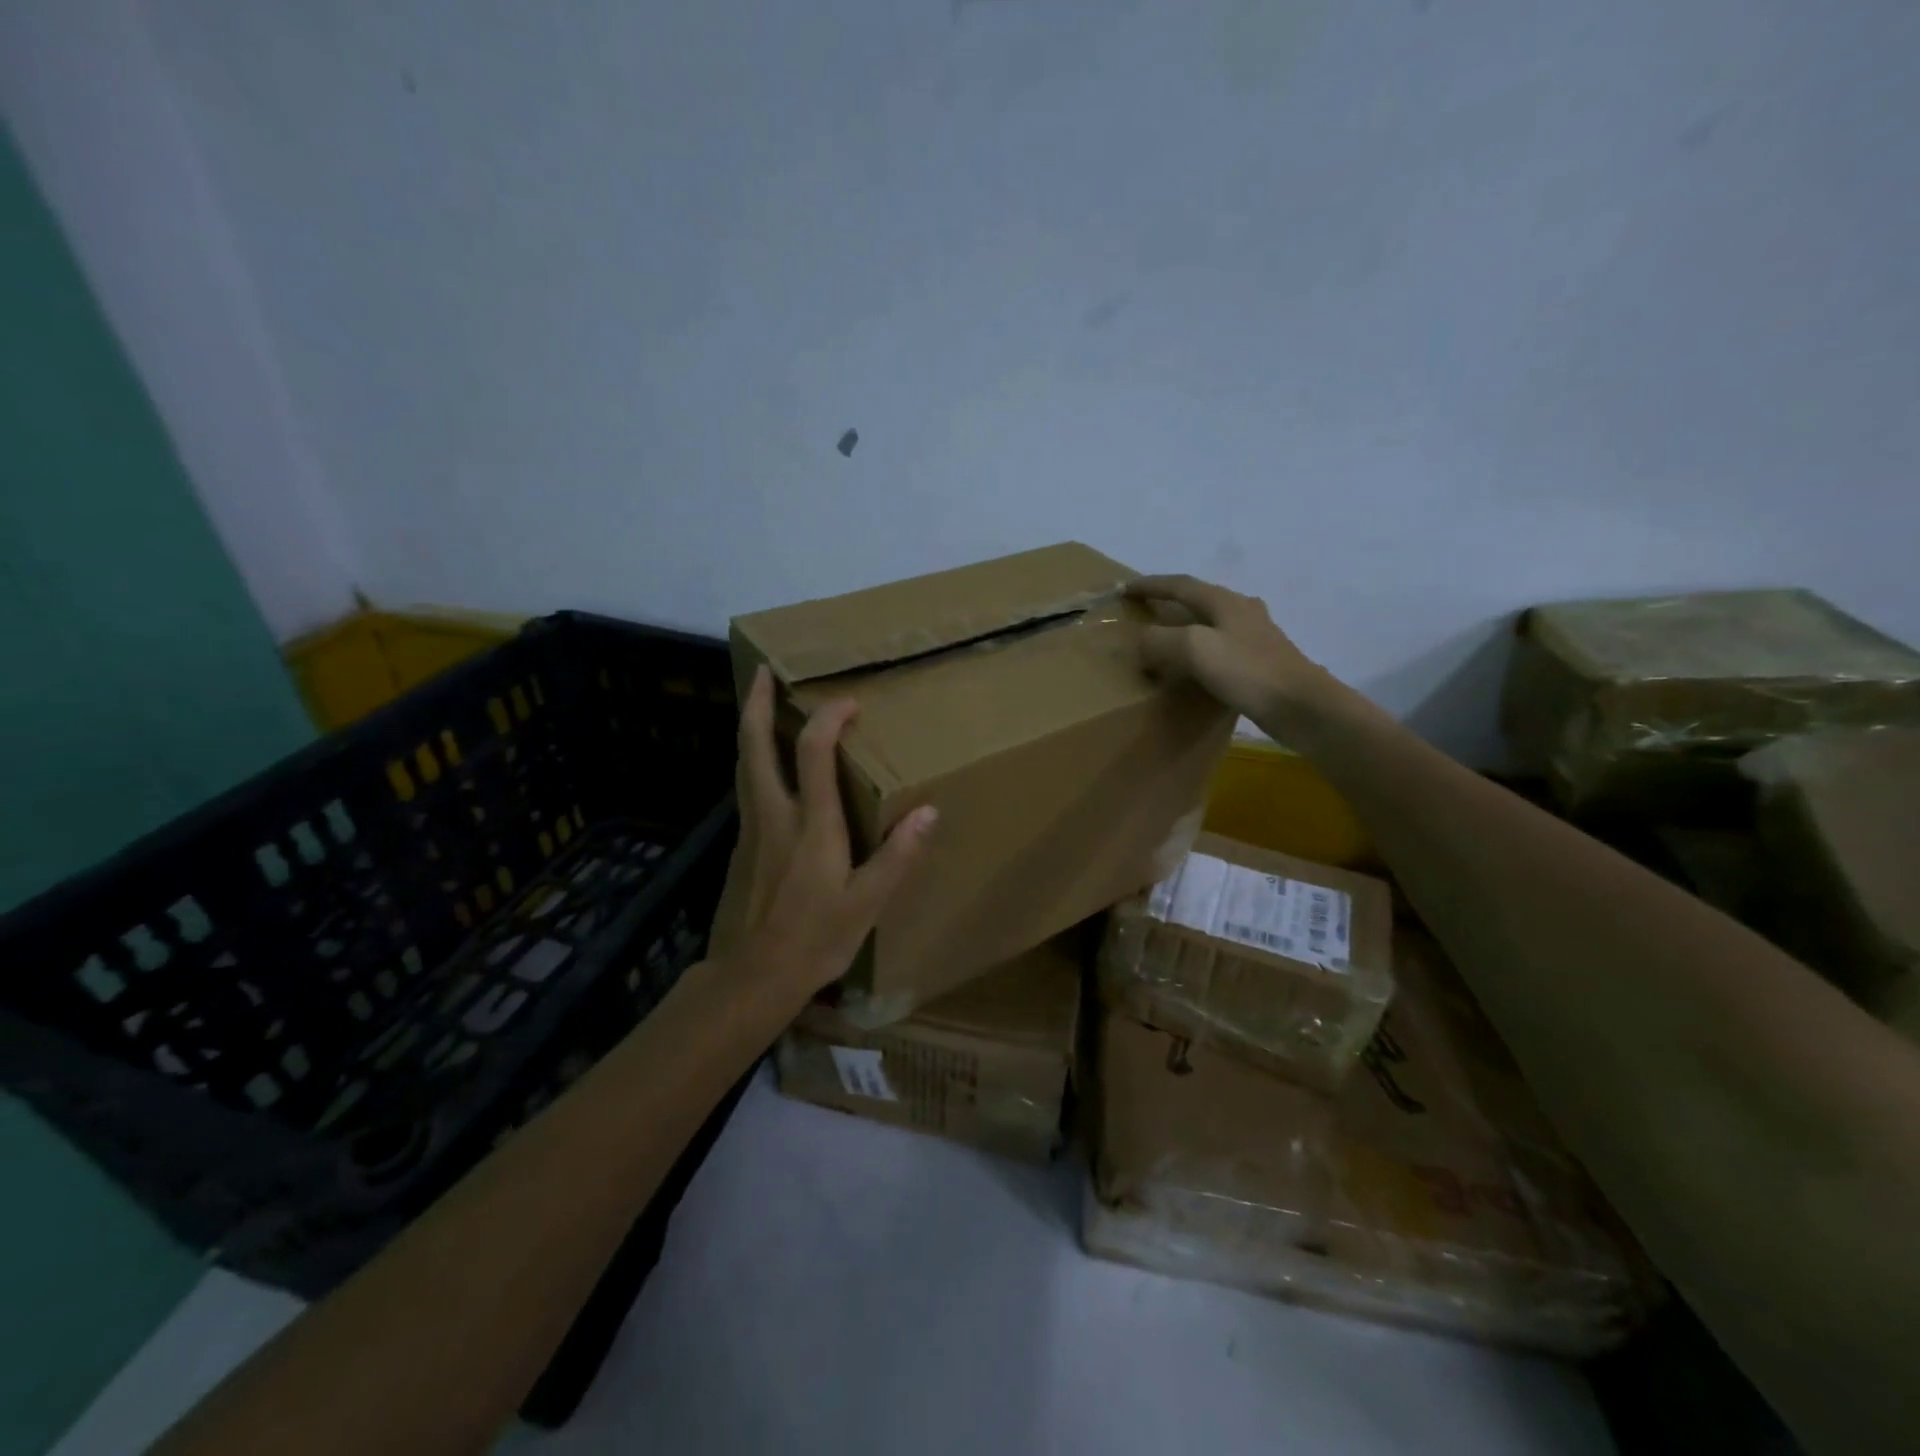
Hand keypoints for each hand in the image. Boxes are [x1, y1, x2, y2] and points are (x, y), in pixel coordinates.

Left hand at [713, 666, 936, 1000]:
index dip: (829, 719)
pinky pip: (746, 787)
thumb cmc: (816, 940)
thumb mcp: (867, 903)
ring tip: (761, 704)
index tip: (849, 703)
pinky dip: (754, 760)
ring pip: (744, 764)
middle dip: (759, 704)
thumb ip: (898, 855)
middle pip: (755, 746)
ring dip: (751, 728)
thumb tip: (930, 811)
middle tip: (764, 671)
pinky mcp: (742, 846)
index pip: (813, 753)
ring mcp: (752, 829)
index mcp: (811, 825)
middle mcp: (774, 815)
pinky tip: (767, 766)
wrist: (753, 977)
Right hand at [1126, 574, 1334, 727]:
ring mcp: (1256, 636)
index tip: (1125, 588)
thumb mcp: (1194, 649)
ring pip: (1212, 621)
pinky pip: (1222, 646)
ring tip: (1167, 639)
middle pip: (1199, 598)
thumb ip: (1160, 640)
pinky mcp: (1262, 661)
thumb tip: (1142, 641)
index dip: (1151, 585)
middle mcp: (1242, 611)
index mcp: (1224, 601)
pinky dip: (1201, 649)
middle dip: (1170, 601)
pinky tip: (1198, 666)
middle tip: (1146, 612)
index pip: (1180, 585)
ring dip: (1187, 625)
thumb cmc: (1248, 672)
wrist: (1302, 706)